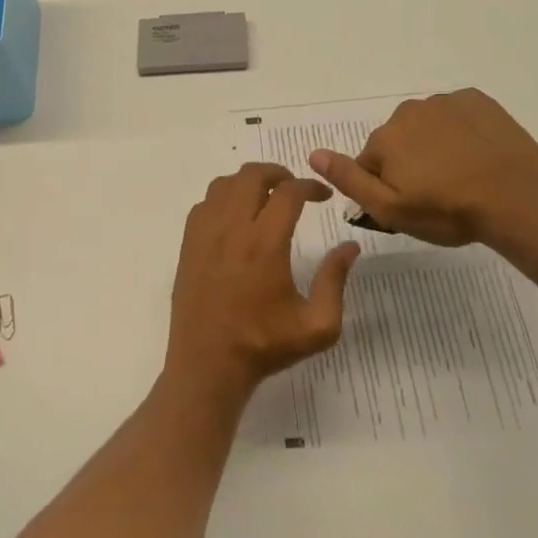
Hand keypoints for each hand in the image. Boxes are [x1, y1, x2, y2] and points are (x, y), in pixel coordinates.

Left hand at [166, 162, 359, 395]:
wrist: (208, 365)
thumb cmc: (264, 346)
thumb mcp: (318, 326)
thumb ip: (335, 281)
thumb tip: (349, 247)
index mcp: (265, 244)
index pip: (288, 193)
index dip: (310, 186)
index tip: (324, 196)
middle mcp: (231, 230)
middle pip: (251, 176)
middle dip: (277, 173)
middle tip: (294, 188)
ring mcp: (204, 235)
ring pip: (223, 185)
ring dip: (247, 182)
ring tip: (265, 197)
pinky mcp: (187, 246)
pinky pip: (204, 204)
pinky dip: (222, 198)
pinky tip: (235, 218)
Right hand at [310, 88, 537, 251]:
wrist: (518, 198)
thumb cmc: (448, 211)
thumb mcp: (390, 209)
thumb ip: (349, 180)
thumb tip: (314, 154)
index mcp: (385, 138)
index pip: (370, 163)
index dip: (386, 187)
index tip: (412, 204)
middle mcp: (408, 111)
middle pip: (397, 141)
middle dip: (409, 162)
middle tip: (437, 193)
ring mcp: (446, 102)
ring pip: (426, 127)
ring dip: (434, 146)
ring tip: (460, 176)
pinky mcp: (477, 100)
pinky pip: (456, 115)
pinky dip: (460, 131)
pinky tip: (477, 155)